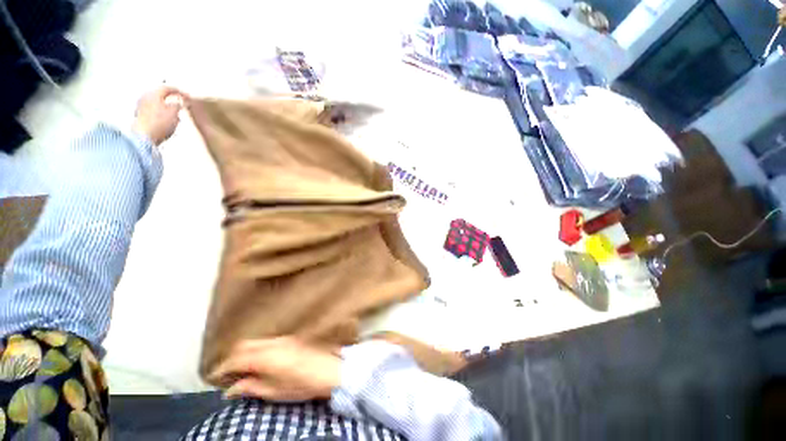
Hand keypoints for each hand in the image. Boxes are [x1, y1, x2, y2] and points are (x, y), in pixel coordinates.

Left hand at [132, 86, 187, 145]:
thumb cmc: (157, 123)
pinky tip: (167, 121)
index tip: (186, 95)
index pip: (168, 88)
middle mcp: (145, 98)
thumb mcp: (174, 112)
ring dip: (167, 108)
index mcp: (153, 93)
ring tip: (175, 114)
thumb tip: (178, 103)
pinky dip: (162, 115)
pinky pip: (154, 113)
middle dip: (171, 99)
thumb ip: (178, 105)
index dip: (179, 91)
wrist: (145, 136)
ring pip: (157, 104)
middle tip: (180, 103)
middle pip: (160, 95)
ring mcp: (141, 108)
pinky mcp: (141, 117)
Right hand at [213, 337, 341, 401]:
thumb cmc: (303, 384)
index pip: (236, 359)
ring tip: (242, 369)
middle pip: (244, 345)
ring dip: (245, 352)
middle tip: (227, 374)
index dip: (222, 369)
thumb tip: (231, 389)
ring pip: (256, 341)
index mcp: (266, 357)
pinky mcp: (292, 338)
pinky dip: (257, 349)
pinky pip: (267, 341)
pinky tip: (259, 361)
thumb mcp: (274, 391)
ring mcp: (284, 338)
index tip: (214, 378)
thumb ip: (251, 387)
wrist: (331, 370)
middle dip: (232, 357)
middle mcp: (273, 342)